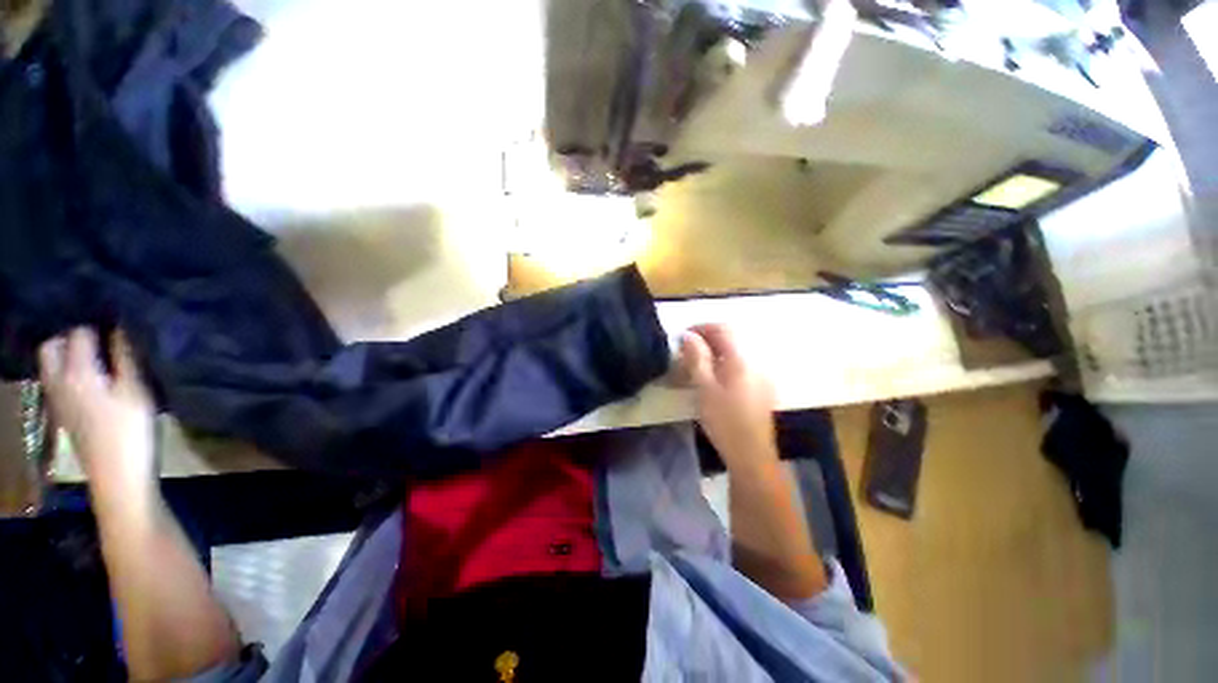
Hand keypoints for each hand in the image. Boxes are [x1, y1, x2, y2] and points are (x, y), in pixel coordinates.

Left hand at [39, 328, 156, 501]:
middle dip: (71, 336)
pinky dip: (70, 370)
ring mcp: (58, 399)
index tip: (119, 321)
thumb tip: (121, 327)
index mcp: (76, 372)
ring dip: (69, 354)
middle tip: (101, 337)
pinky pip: (58, 379)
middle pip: (52, 346)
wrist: (117, 477)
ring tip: (98, 354)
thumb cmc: (130, 432)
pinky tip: (92, 378)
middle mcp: (59, 381)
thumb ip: (126, 357)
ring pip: (52, 363)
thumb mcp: (136, 391)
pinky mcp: (64, 412)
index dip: (98, 323)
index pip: (79, 333)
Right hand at [678, 324, 778, 472]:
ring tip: (695, 366)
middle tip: (685, 352)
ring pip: (734, 354)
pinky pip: (740, 367)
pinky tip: (712, 380)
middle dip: (706, 340)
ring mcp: (760, 376)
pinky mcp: (761, 389)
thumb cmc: (724, 421)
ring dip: (713, 353)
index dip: (701, 328)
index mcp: (742, 360)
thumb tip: (688, 335)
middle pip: (730, 340)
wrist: (751, 456)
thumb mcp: (704, 388)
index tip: (682, 337)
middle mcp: (755, 362)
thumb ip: (696, 358)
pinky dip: (723, 365)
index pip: (723, 329)